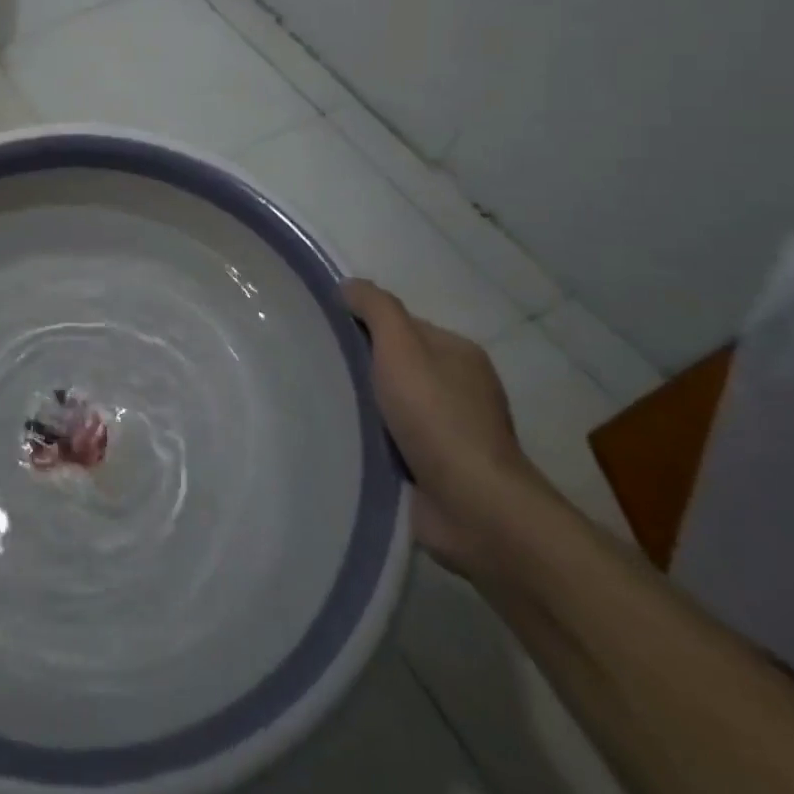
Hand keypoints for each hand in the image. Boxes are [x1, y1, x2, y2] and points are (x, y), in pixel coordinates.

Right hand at [344, 279, 550, 576]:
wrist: (475, 507)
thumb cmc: (437, 417)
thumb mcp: (401, 347)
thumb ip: (376, 309)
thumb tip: (349, 285)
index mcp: (458, 354)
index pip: (402, 327)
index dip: (364, 326)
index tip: (326, 334)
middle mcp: (460, 388)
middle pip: (397, 365)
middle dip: (361, 368)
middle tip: (317, 369)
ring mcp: (452, 432)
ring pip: (393, 405)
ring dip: (364, 408)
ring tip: (322, 405)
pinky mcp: (439, 469)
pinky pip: (394, 442)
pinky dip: (373, 440)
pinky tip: (346, 440)